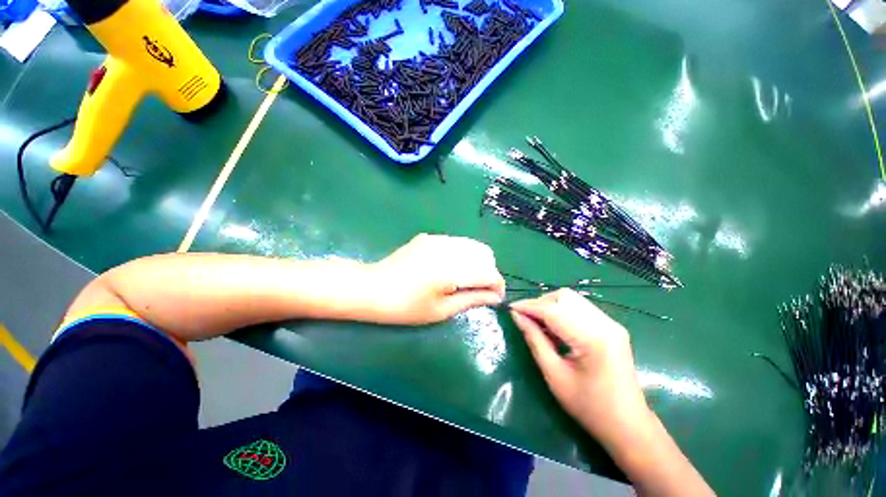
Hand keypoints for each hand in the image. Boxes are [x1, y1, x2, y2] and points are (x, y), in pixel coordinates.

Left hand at [362, 234, 505, 324]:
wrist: (373, 288)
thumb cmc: (406, 307)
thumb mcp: (441, 310)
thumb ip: (472, 299)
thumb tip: (495, 296)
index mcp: (451, 269)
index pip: (489, 272)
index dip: (497, 285)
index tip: (495, 298)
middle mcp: (448, 248)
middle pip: (485, 253)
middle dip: (489, 271)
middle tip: (479, 289)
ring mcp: (438, 239)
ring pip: (472, 245)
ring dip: (477, 261)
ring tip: (466, 279)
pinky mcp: (430, 237)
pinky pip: (457, 242)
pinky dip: (463, 254)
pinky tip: (449, 268)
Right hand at [510, 289, 649, 442]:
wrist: (628, 425)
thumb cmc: (589, 407)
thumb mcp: (554, 375)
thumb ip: (534, 340)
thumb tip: (517, 316)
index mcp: (593, 339)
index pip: (553, 310)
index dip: (528, 306)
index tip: (510, 308)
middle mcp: (605, 324)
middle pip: (564, 297)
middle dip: (540, 303)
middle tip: (525, 318)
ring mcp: (611, 324)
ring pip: (572, 299)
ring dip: (550, 306)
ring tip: (538, 323)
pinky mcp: (612, 327)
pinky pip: (580, 308)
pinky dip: (562, 311)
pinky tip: (555, 327)